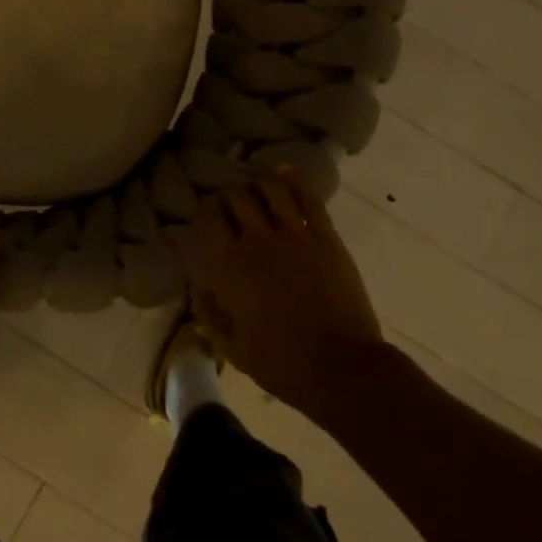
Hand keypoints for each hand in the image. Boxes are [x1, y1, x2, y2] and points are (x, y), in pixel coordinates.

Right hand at [179, 171, 385, 422]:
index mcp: (230, 267)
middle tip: (228, 205)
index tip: (200, 221)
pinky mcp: (325, 237)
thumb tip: (198, 287)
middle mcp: (258, 241)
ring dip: (258, 183)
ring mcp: (295, 235)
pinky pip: (308, 197)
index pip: (205, 220)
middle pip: (235, 197)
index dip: (199, 215)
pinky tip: (286, 172)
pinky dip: (295, 179)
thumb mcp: (234, 348)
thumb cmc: (283, 365)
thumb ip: (210, 313)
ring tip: (256, 189)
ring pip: (270, 188)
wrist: (343, 370)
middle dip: (226, 196)